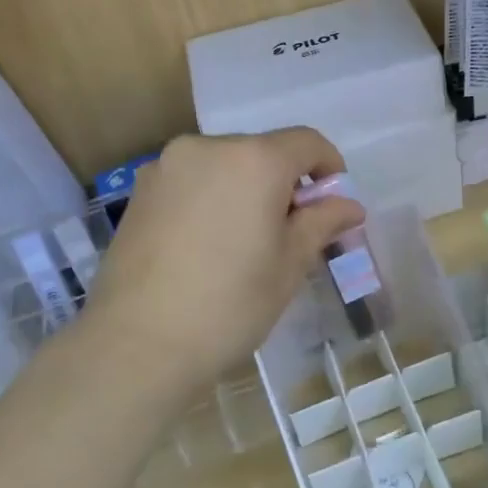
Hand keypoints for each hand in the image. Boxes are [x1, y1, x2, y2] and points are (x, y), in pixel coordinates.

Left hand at [79, 129, 364, 394]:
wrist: (139, 344)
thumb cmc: (230, 304)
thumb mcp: (289, 265)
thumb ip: (321, 223)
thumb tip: (349, 205)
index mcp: (254, 160)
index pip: (306, 142)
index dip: (329, 167)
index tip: (332, 205)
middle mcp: (208, 148)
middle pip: (262, 151)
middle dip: (284, 183)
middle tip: (290, 233)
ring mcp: (166, 167)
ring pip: (224, 166)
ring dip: (245, 190)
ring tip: (243, 243)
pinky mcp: (140, 191)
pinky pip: (191, 182)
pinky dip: (211, 199)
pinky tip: (206, 246)